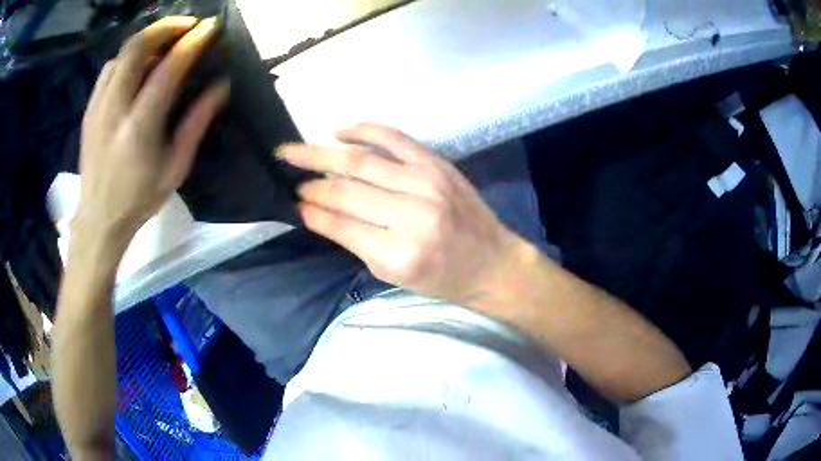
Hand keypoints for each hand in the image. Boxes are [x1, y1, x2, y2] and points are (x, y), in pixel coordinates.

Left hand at [76, 16, 228, 251]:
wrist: (98, 220)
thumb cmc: (139, 199)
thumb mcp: (175, 169)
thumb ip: (195, 124)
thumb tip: (220, 86)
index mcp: (139, 127)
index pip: (169, 68)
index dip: (192, 42)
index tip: (211, 28)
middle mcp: (115, 110)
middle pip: (137, 47)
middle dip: (166, 27)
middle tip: (186, 26)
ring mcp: (98, 108)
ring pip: (122, 54)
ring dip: (147, 40)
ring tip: (164, 43)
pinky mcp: (89, 110)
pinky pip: (109, 69)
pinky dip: (127, 58)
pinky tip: (138, 66)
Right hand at [279, 124, 525, 305]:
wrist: (492, 263)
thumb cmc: (442, 279)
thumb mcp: (392, 274)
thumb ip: (353, 240)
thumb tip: (315, 212)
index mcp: (399, 253)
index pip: (340, 223)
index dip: (310, 209)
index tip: (291, 199)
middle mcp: (412, 214)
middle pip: (346, 188)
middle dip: (309, 177)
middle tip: (284, 165)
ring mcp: (427, 183)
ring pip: (363, 161)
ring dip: (323, 152)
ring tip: (296, 149)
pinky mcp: (438, 164)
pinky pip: (395, 138)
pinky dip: (365, 130)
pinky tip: (339, 130)